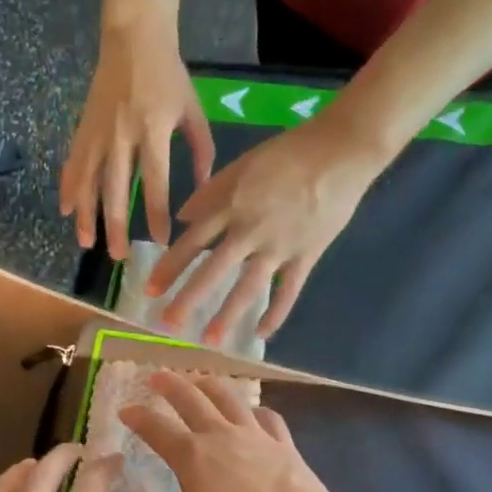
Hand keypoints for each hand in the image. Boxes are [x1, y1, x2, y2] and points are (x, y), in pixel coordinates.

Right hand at [61, 20, 214, 258]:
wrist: (132, 37)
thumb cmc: (169, 75)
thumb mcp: (193, 110)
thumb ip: (201, 150)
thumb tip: (202, 190)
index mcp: (152, 129)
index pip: (154, 181)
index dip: (156, 213)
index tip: (160, 240)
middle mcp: (122, 135)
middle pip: (115, 189)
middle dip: (116, 226)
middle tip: (118, 256)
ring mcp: (98, 132)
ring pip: (88, 181)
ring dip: (86, 215)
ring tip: (86, 243)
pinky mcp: (83, 127)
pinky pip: (73, 163)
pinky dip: (68, 187)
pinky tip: (65, 210)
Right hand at [118, 373, 348, 491]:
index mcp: (193, 457)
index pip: (157, 428)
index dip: (138, 417)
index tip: (125, 410)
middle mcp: (222, 436)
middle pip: (192, 399)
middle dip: (170, 385)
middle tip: (155, 376)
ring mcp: (258, 436)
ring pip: (229, 398)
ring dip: (208, 384)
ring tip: (198, 379)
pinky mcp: (285, 445)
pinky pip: (266, 416)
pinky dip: (252, 408)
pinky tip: (251, 411)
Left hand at [148, 119, 380, 343]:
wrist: (341, 152)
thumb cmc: (289, 153)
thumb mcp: (242, 164)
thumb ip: (212, 192)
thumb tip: (182, 218)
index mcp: (232, 205)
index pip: (192, 242)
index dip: (170, 268)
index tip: (150, 291)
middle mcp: (250, 230)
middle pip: (213, 269)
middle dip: (188, 299)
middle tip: (168, 324)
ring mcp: (279, 245)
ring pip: (248, 286)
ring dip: (228, 314)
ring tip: (211, 339)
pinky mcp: (307, 255)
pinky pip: (289, 290)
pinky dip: (276, 313)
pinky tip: (262, 334)